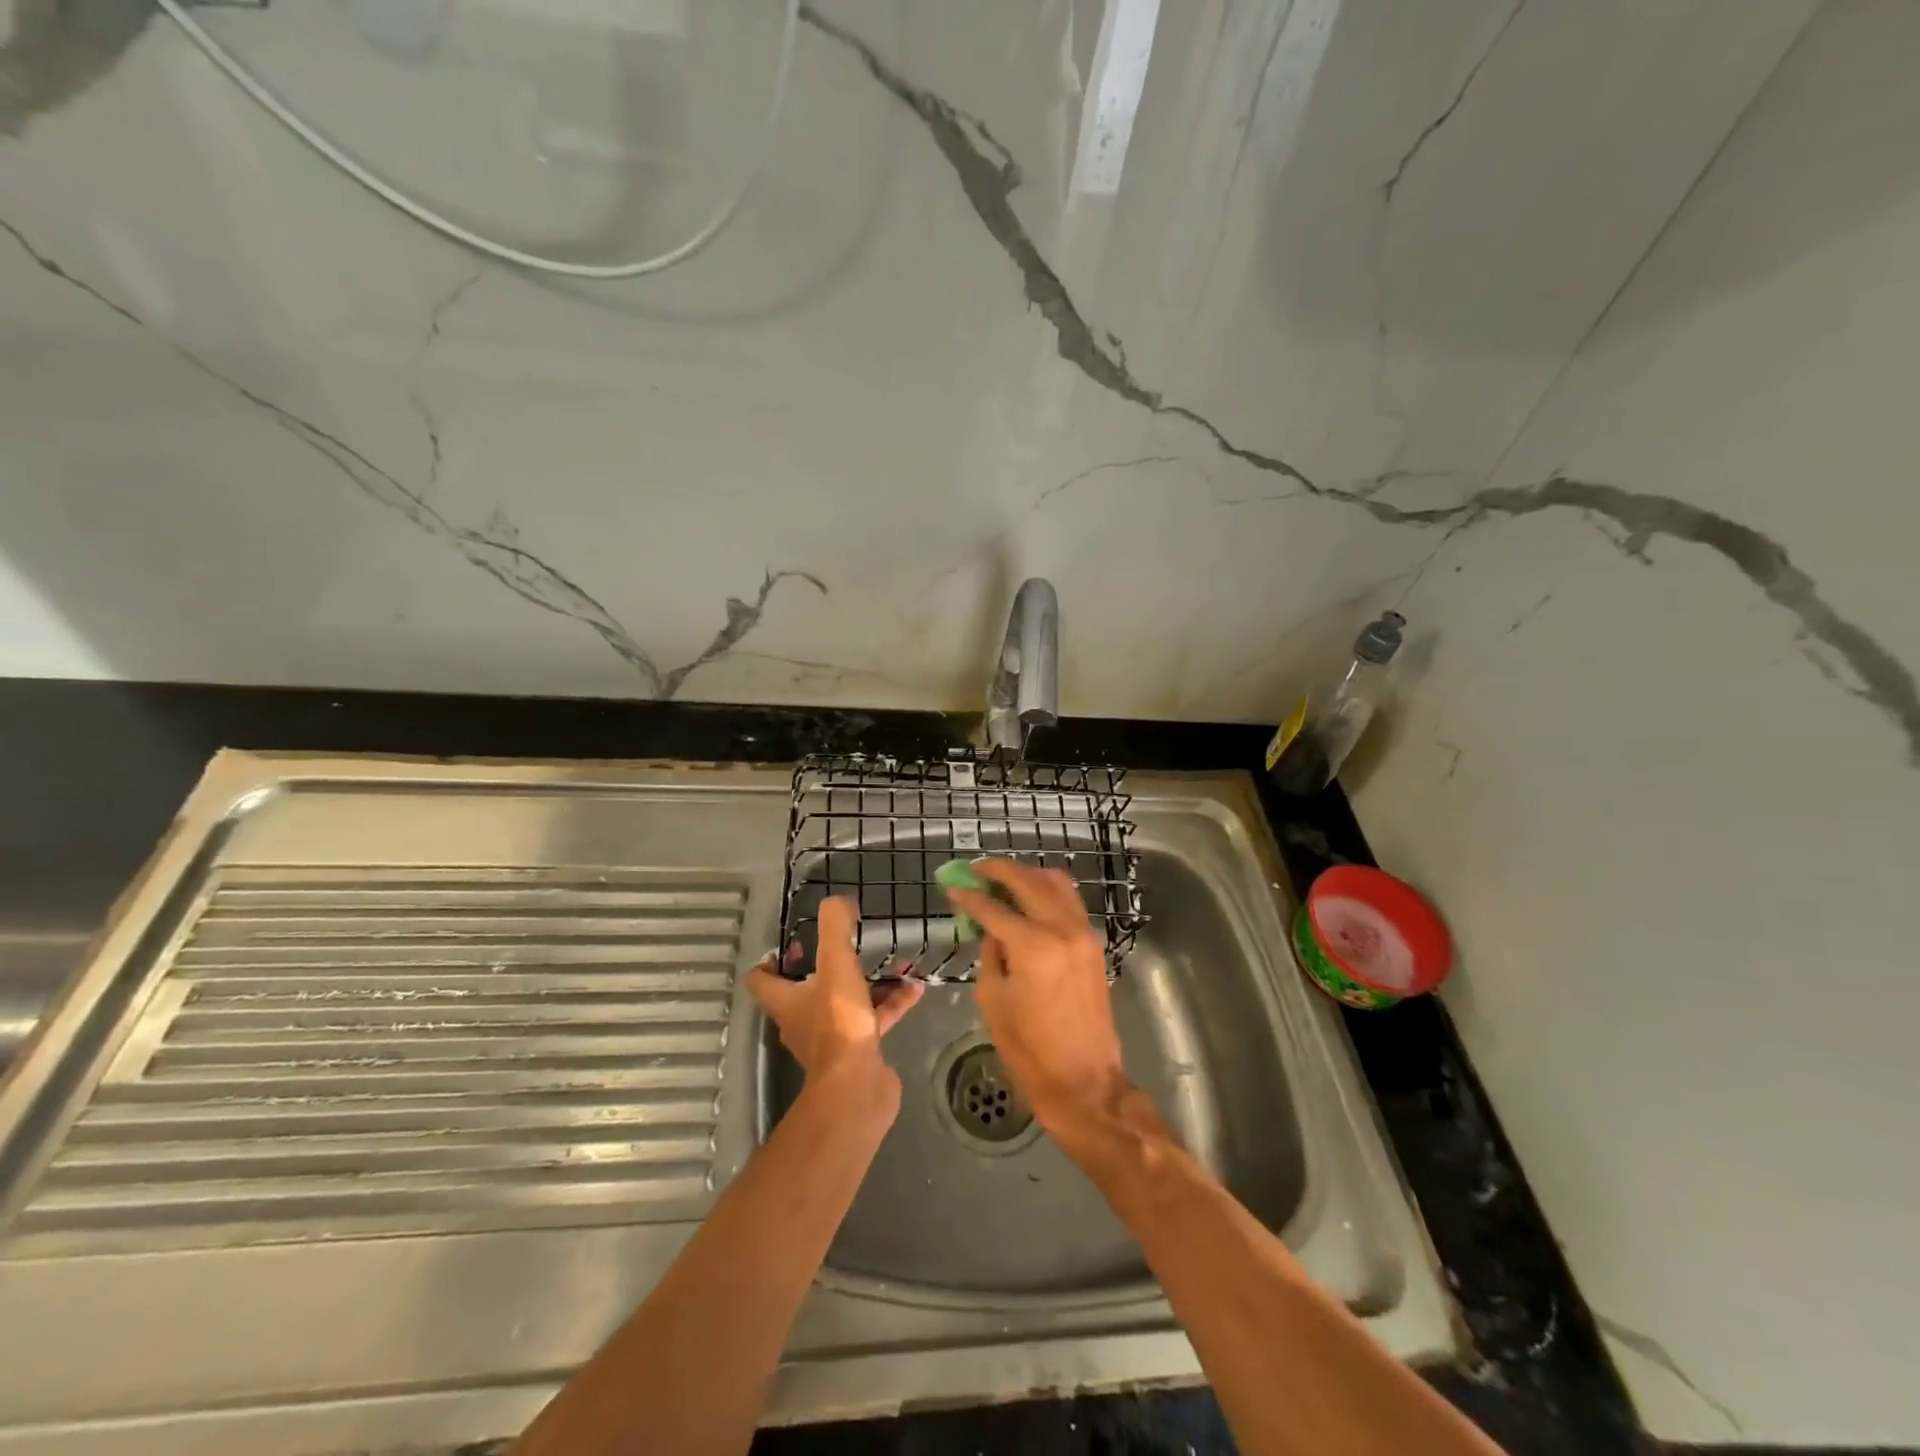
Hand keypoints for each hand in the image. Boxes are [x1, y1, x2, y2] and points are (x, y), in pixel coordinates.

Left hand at [746, 897, 923, 1084]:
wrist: (858, 1088)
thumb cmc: (838, 1023)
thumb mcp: (836, 965)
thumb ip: (835, 928)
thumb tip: (838, 902)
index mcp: (787, 1001)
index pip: (762, 979)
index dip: (772, 959)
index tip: (794, 942)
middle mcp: (803, 1021)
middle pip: (807, 989)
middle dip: (829, 966)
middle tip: (850, 945)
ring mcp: (832, 1038)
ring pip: (848, 1002)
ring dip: (869, 983)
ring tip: (895, 963)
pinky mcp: (859, 1051)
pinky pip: (875, 1019)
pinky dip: (892, 1003)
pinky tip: (915, 989)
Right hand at [945, 861, 1128, 1139]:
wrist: (1085, 1081)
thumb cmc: (1030, 1050)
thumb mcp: (993, 1000)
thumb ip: (990, 953)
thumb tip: (990, 926)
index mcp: (1033, 947)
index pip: (994, 907)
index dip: (969, 895)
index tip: (951, 885)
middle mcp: (1062, 929)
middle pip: (1028, 881)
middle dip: (998, 870)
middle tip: (975, 869)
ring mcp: (1084, 933)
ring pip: (1056, 882)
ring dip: (1027, 874)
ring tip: (1002, 879)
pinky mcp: (1094, 943)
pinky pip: (1069, 901)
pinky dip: (1047, 891)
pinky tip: (1029, 898)